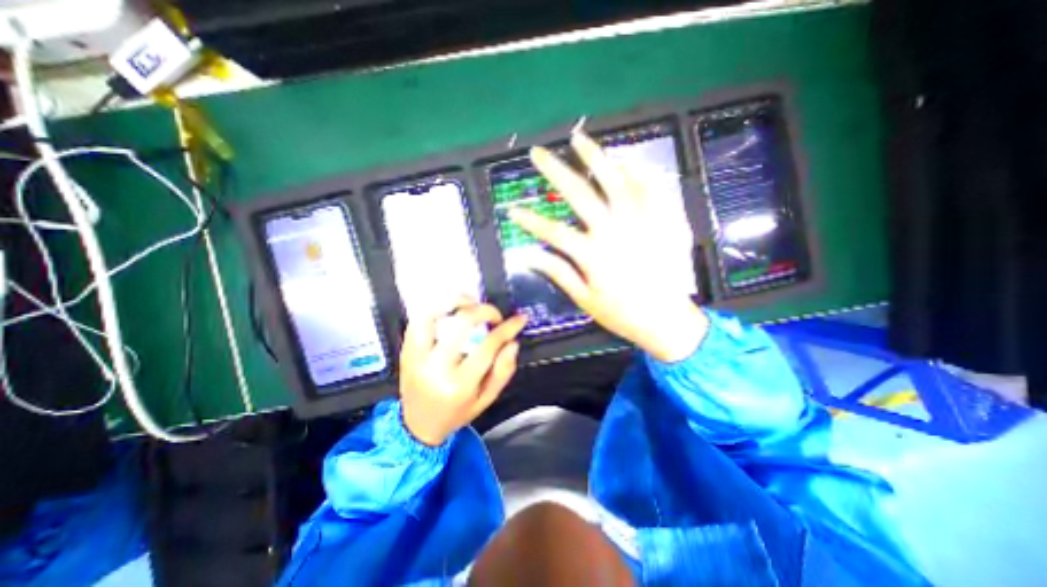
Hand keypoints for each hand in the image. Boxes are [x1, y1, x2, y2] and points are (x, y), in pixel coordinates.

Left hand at [397, 303, 528, 444]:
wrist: (417, 426)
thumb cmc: (457, 412)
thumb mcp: (487, 399)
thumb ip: (503, 371)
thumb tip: (512, 342)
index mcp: (459, 384)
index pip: (488, 345)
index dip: (508, 328)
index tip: (519, 319)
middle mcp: (436, 367)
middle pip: (462, 322)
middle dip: (485, 311)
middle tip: (495, 315)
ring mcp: (416, 356)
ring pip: (432, 314)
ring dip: (454, 300)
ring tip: (471, 301)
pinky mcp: (405, 350)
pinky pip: (417, 319)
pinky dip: (435, 307)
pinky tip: (451, 308)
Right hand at [510, 130, 707, 360]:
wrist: (668, 319)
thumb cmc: (623, 314)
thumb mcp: (585, 299)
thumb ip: (558, 273)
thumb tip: (528, 256)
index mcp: (593, 255)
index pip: (554, 231)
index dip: (530, 221)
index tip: (512, 210)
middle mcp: (614, 232)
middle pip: (580, 194)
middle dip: (555, 171)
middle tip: (538, 153)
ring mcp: (641, 222)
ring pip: (616, 181)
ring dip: (595, 157)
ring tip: (578, 139)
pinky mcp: (661, 221)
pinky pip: (649, 188)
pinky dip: (635, 170)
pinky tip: (622, 159)